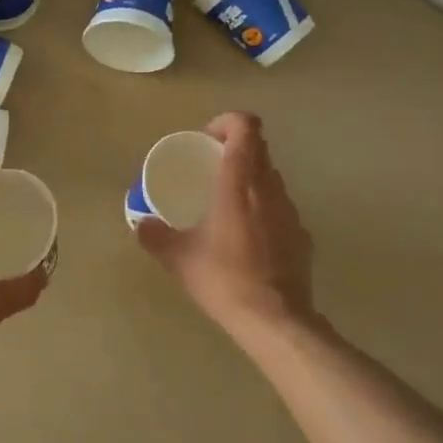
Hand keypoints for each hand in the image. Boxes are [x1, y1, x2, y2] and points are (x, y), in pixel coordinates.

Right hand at [136, 112, 315, 337]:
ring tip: (227, 204)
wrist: (275, 320)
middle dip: (235, 149)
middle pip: (260, 149)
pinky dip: (263, 210)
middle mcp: (269, 189)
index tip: (207, 139)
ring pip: (272, 178)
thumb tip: (140, 224)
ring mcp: (291, 212)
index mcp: (239, 183)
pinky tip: (248, 239)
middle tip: (210, 169)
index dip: (227, 122)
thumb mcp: (179, 258)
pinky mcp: (302, 236)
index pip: (245, 128)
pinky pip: (281, 209)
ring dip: (250, 179)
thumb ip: (155, 236)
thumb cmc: (224, 279)